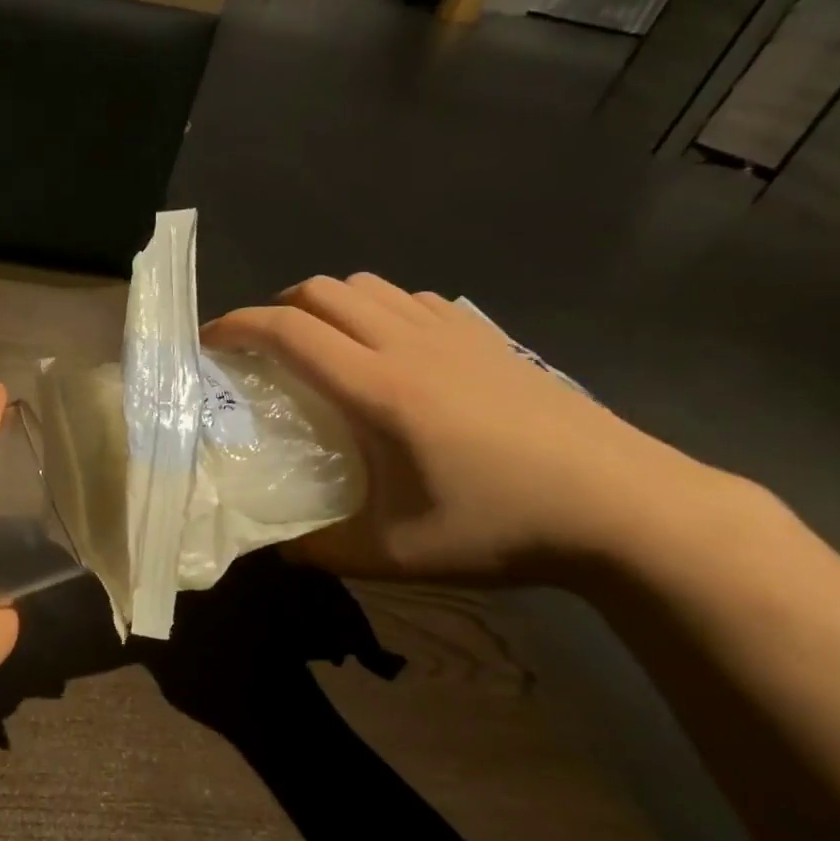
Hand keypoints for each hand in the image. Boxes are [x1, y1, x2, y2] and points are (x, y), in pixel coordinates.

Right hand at [202, 274, 734, 583]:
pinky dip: (375, 308)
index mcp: (377, 389)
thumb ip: (322, 549)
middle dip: (274, 308)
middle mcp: (407, 344)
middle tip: (261, 350)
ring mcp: (452, 333)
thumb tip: (277, 547)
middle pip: (319, 290)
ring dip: (324, 304)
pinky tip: (385, 348)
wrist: (631, 510)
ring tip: (317, 345)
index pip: (286, 331)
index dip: (235, 326)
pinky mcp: (487, 337)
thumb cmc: (505, 528)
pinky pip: (409, 298)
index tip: (208, 343)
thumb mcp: (396, 554)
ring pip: (365, 285)